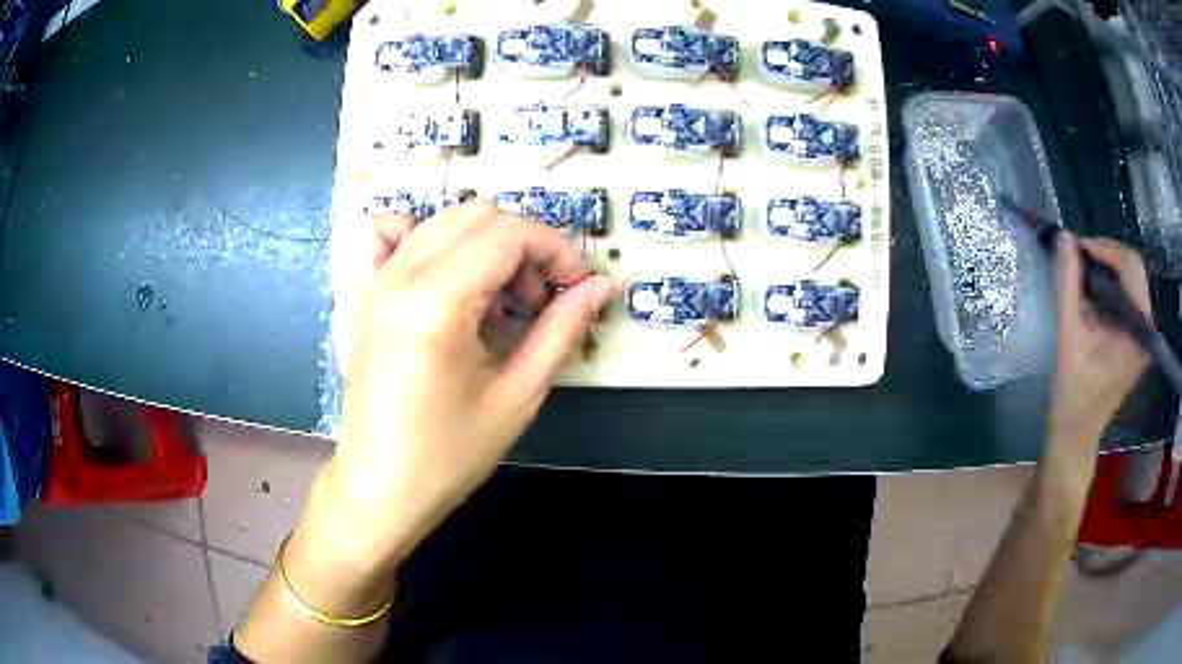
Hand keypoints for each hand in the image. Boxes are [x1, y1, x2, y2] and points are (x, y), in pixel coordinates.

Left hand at [320, 201, 615, 566]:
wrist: (380, 485)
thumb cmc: (449, 454)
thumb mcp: (518, 395)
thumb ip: (562, 329)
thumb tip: (602, 286)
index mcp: (435, 304)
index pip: (508, 234)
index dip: (555, 249)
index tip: (578, 286)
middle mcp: (399, 276)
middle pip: (479, 216)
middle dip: (525, 245)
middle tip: (542, 298)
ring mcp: (374, 279)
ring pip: (444, 219)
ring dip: (487, 244)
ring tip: (500, 298)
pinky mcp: (363, 292)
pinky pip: (391, 233)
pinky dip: (426, 236)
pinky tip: (443, 274)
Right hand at [1048, 234, 1150, 452]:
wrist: (1076, 434)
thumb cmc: (1072, 394)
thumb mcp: (1067, 338)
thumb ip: (1067, 286)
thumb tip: (1064, 237)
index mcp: (1138, 331)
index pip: (1131, 267)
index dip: (1105, 249)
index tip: (1077, 248)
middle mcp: (1147, 329)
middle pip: (1133, 269)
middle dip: (1106, 256)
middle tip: (1079, 258)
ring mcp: (1143, 334)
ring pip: (1131, 279)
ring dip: (1107, 268)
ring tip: (1082, 273)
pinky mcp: (1137, 338)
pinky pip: (1128, 295)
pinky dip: (1110, 284)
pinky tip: (1092, 293)